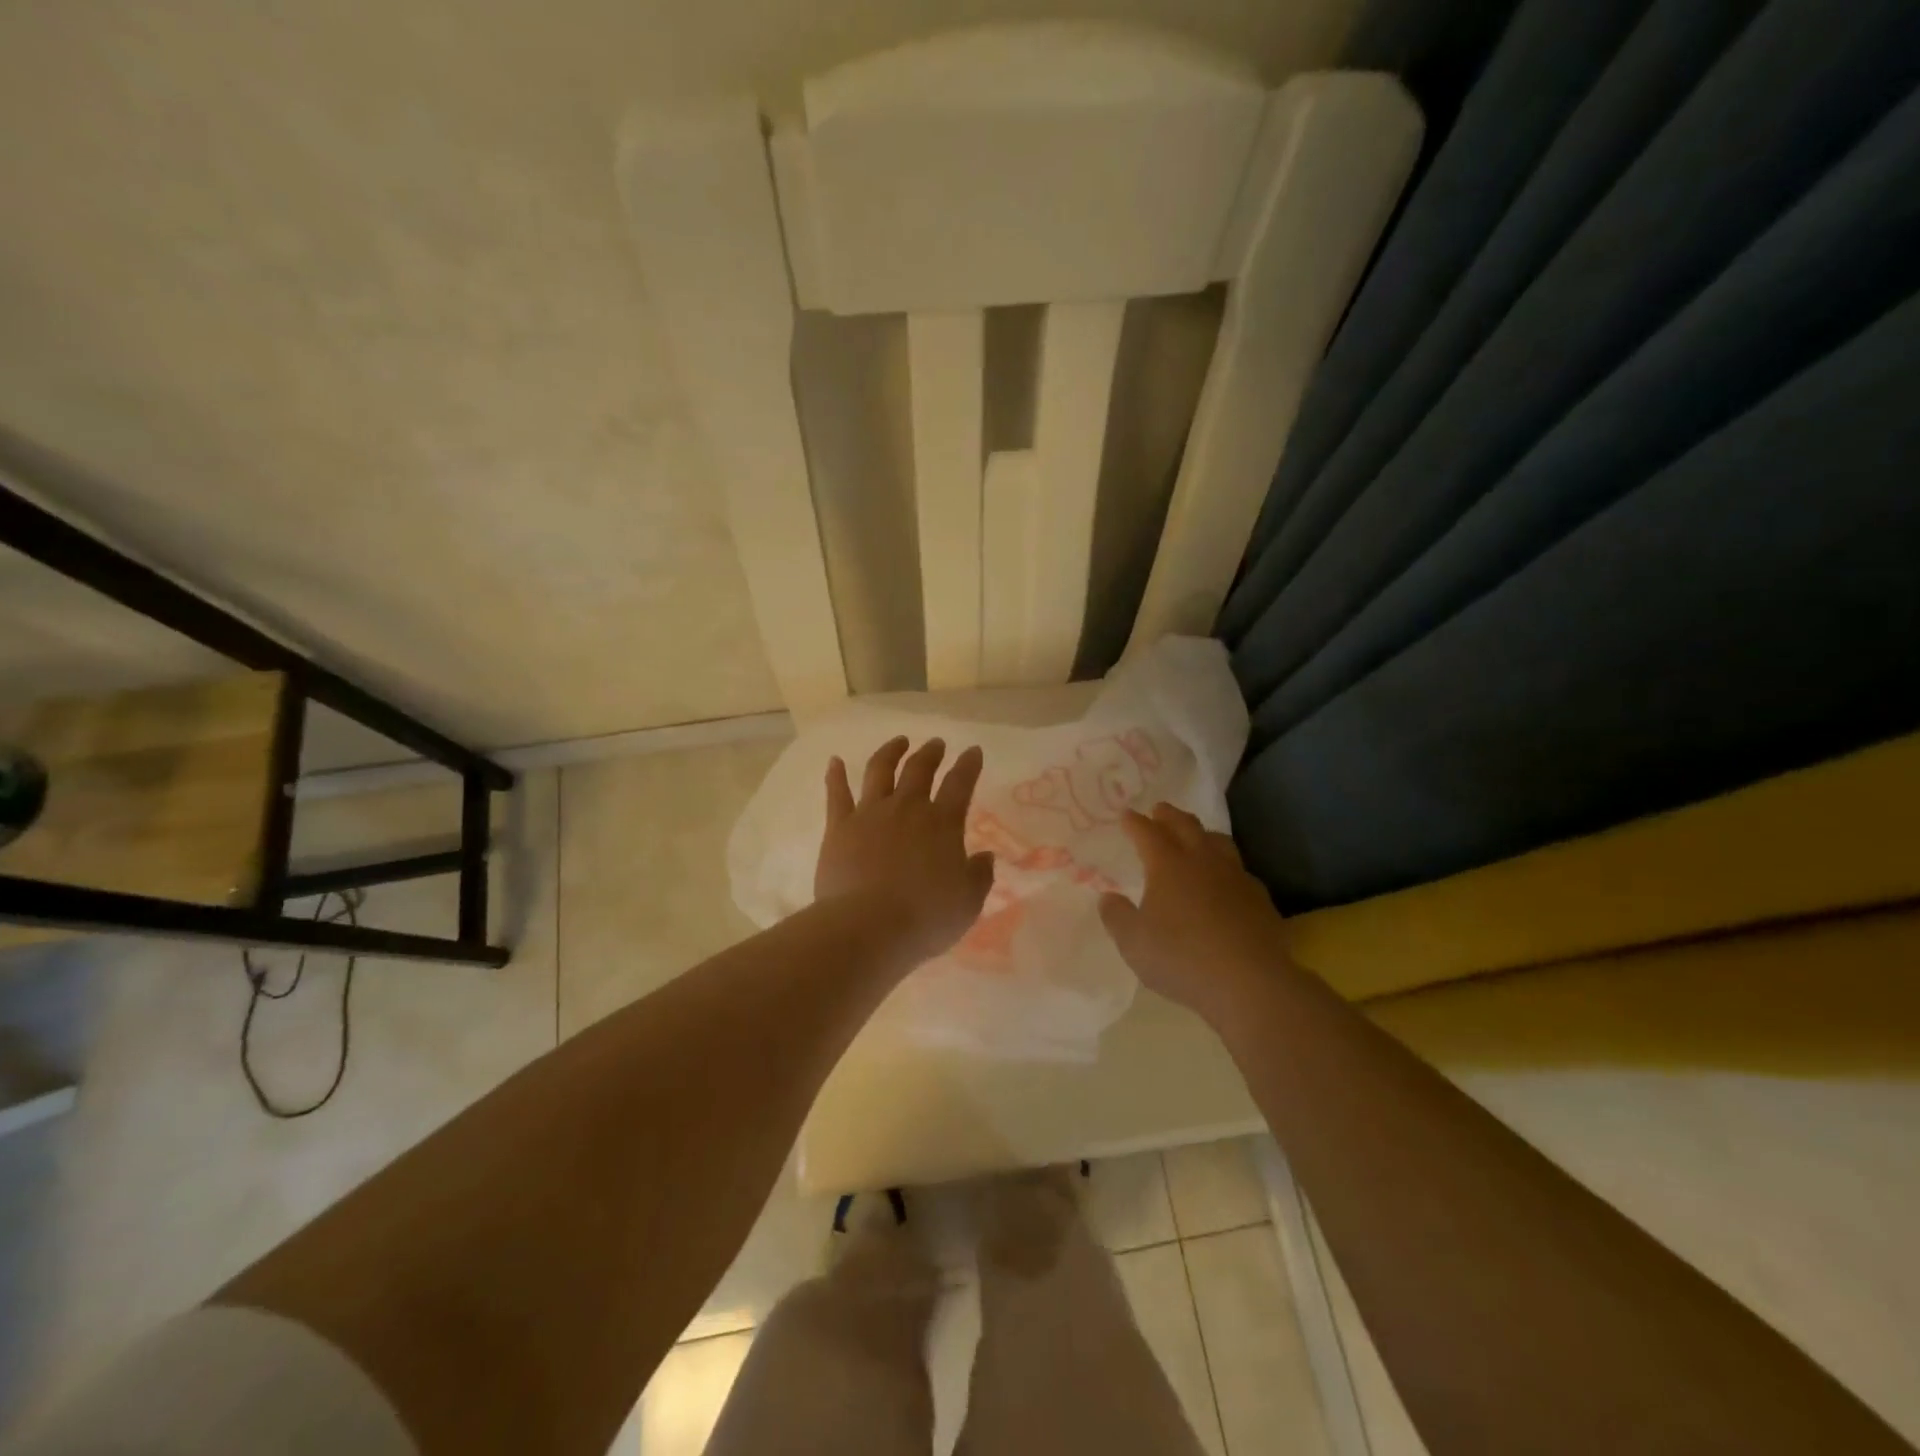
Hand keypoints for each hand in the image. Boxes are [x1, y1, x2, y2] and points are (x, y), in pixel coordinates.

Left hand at [816, 737, 994, 963]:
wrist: (867, 927)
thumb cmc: (925, 918)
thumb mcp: (967, 903)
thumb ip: (979, 876)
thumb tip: (985, 857)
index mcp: (943, 823)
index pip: (961, 784)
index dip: (969, 765)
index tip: (973, 751)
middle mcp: (907, 808)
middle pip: (920, 769)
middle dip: (930, 753)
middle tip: (936, 743)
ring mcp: (870, 813)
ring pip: (880, 770)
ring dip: (891, 752)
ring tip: (898, 742)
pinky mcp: (840, 827)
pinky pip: (837, 794)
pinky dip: (835, 775)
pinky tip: (834, 761)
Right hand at [1098, 804, 1291, 1026]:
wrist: (1249, 982)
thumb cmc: (1181, 958)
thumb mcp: (1133, 942)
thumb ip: (1117, 916)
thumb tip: (1108, 897)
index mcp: (1168, 865)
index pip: (1147, 833)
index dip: (1135, 822)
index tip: (1126, 814)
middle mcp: (1203, 861)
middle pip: (1186, 826)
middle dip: (1169, 815)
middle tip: (1159, 810)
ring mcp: (1236, 877)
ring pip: (1218, 842)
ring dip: (1202, 833)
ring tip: (1195, 836)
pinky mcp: (1260, 898)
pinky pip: (1239, 870)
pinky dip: (1226, 866)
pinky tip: (1225, 880)